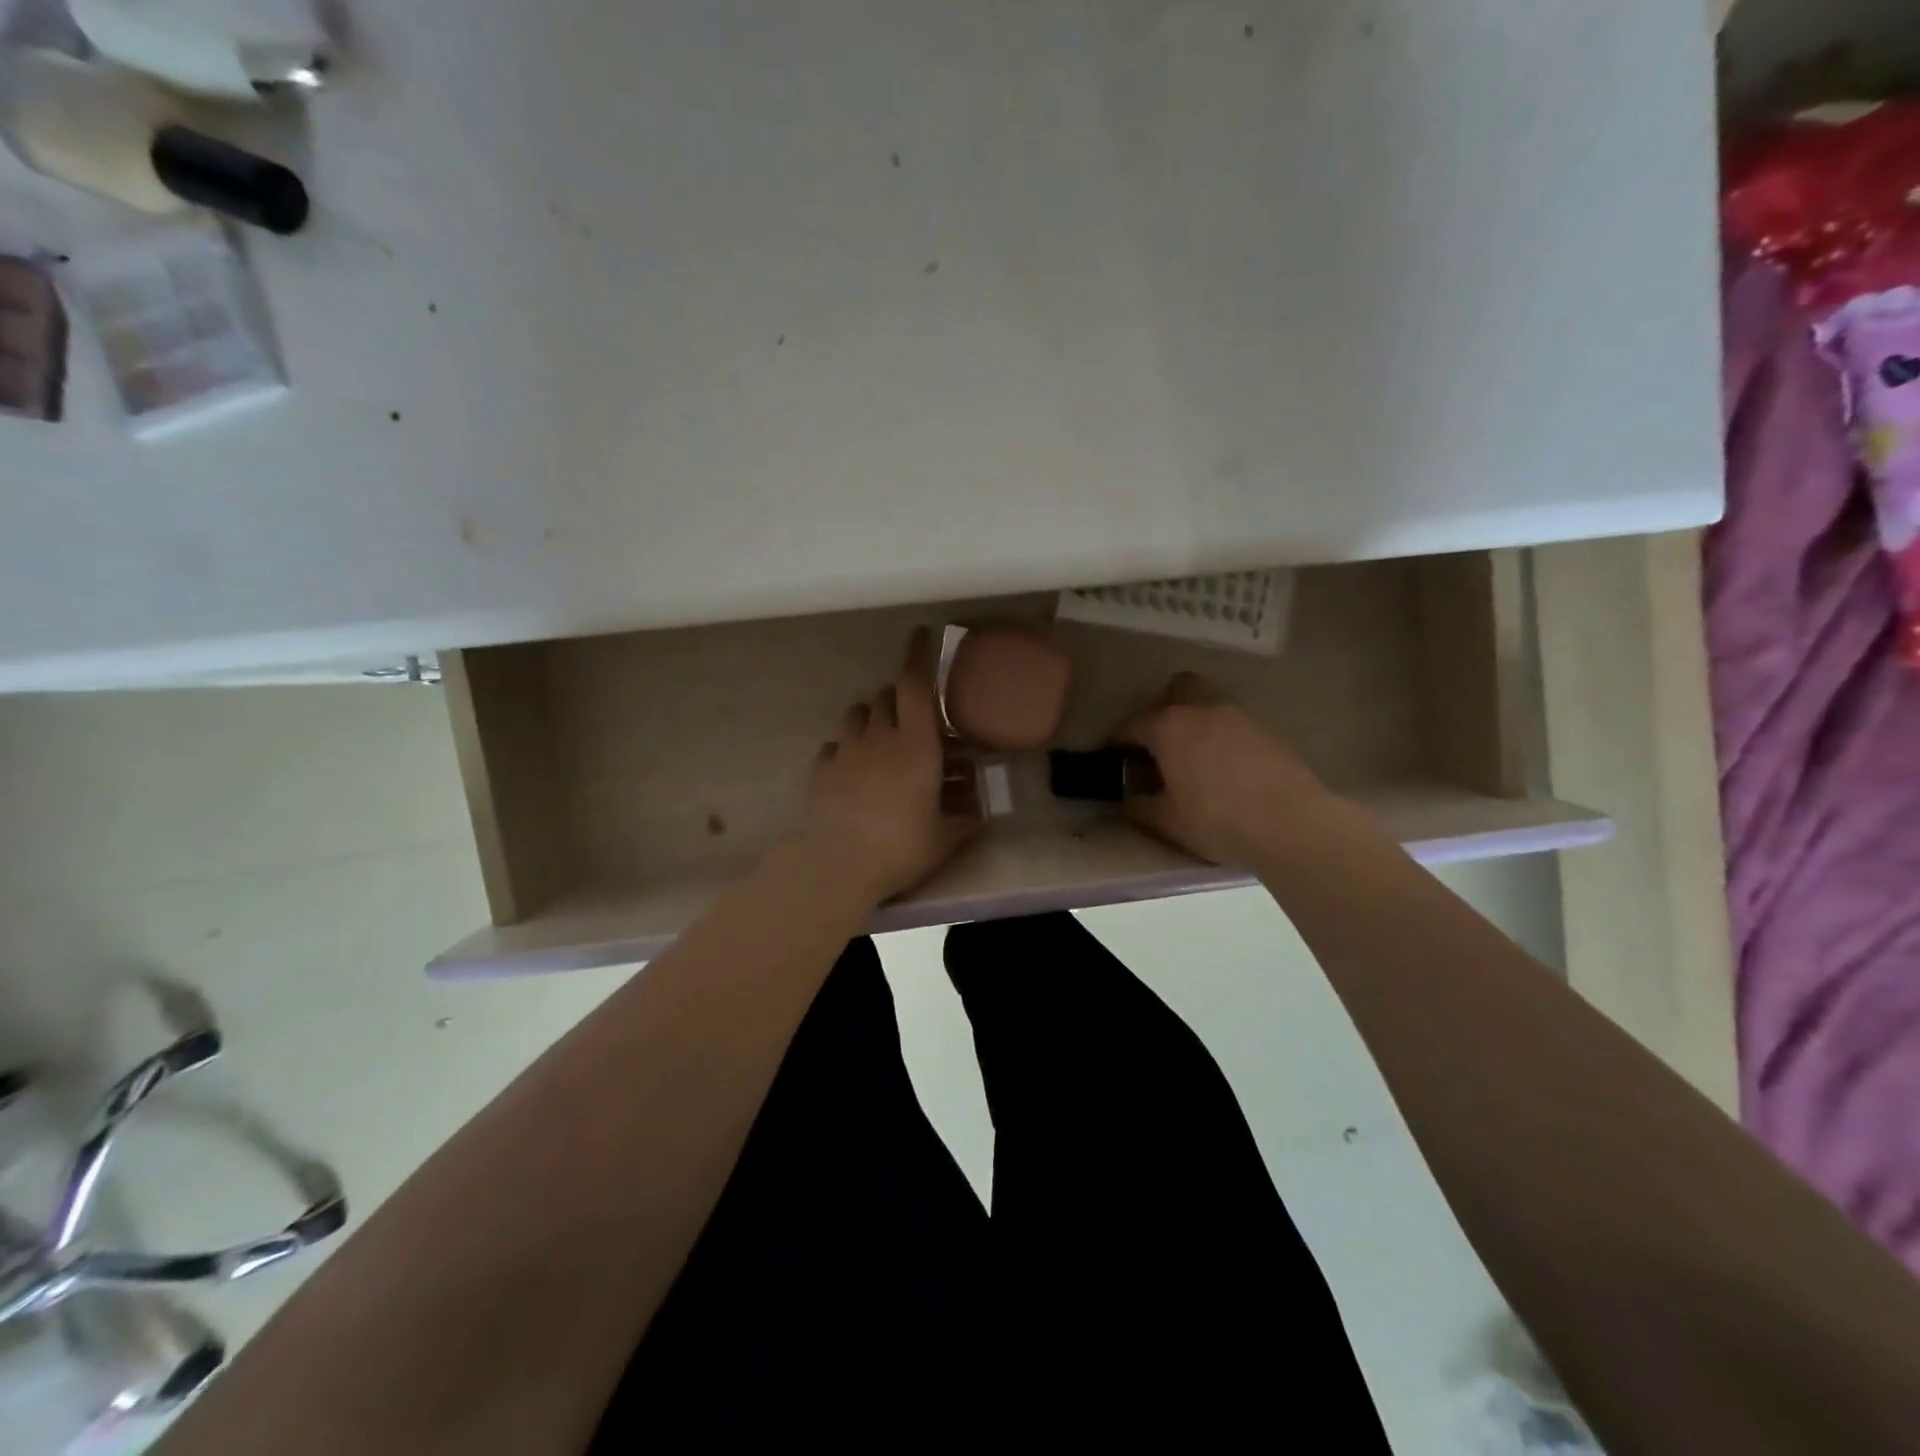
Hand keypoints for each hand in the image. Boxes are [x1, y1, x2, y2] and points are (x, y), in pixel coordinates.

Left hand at [802, 627, 982, 901]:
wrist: (838, 865)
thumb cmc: (901, 846)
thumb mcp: (945, 838)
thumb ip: (965, 819)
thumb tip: (980, 813)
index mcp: (916, 744)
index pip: (915, 684)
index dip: (918, 655)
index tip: (921, 633)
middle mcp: (879, 737)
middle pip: (886, 696)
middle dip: (900, 696)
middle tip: (914, 714)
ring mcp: (846, 752)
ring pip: (857, 714)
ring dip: (872, 717)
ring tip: (882, 738)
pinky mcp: (821, 771)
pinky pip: (834, 746)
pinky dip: (846, 749)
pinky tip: (852, 769)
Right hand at [1118, 673, 1334, 867]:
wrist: (1292, 825)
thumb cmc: (1217, 820)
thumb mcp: (1167, 821)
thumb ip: (1140, 807)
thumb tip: (1129, 800)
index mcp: (1169, 727)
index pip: (1132, 726)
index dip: (1118, 742)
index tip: (1114, 760)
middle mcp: (1202, 710)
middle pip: (1178, 690)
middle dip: (1164, 710)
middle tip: (1161, 746)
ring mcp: (1240, 716)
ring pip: (1210, 706)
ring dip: (1198, 724)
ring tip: (1197, 761)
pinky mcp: (1269, 731)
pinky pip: (1236, 725)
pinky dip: (1225, 739)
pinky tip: (1229, 770)